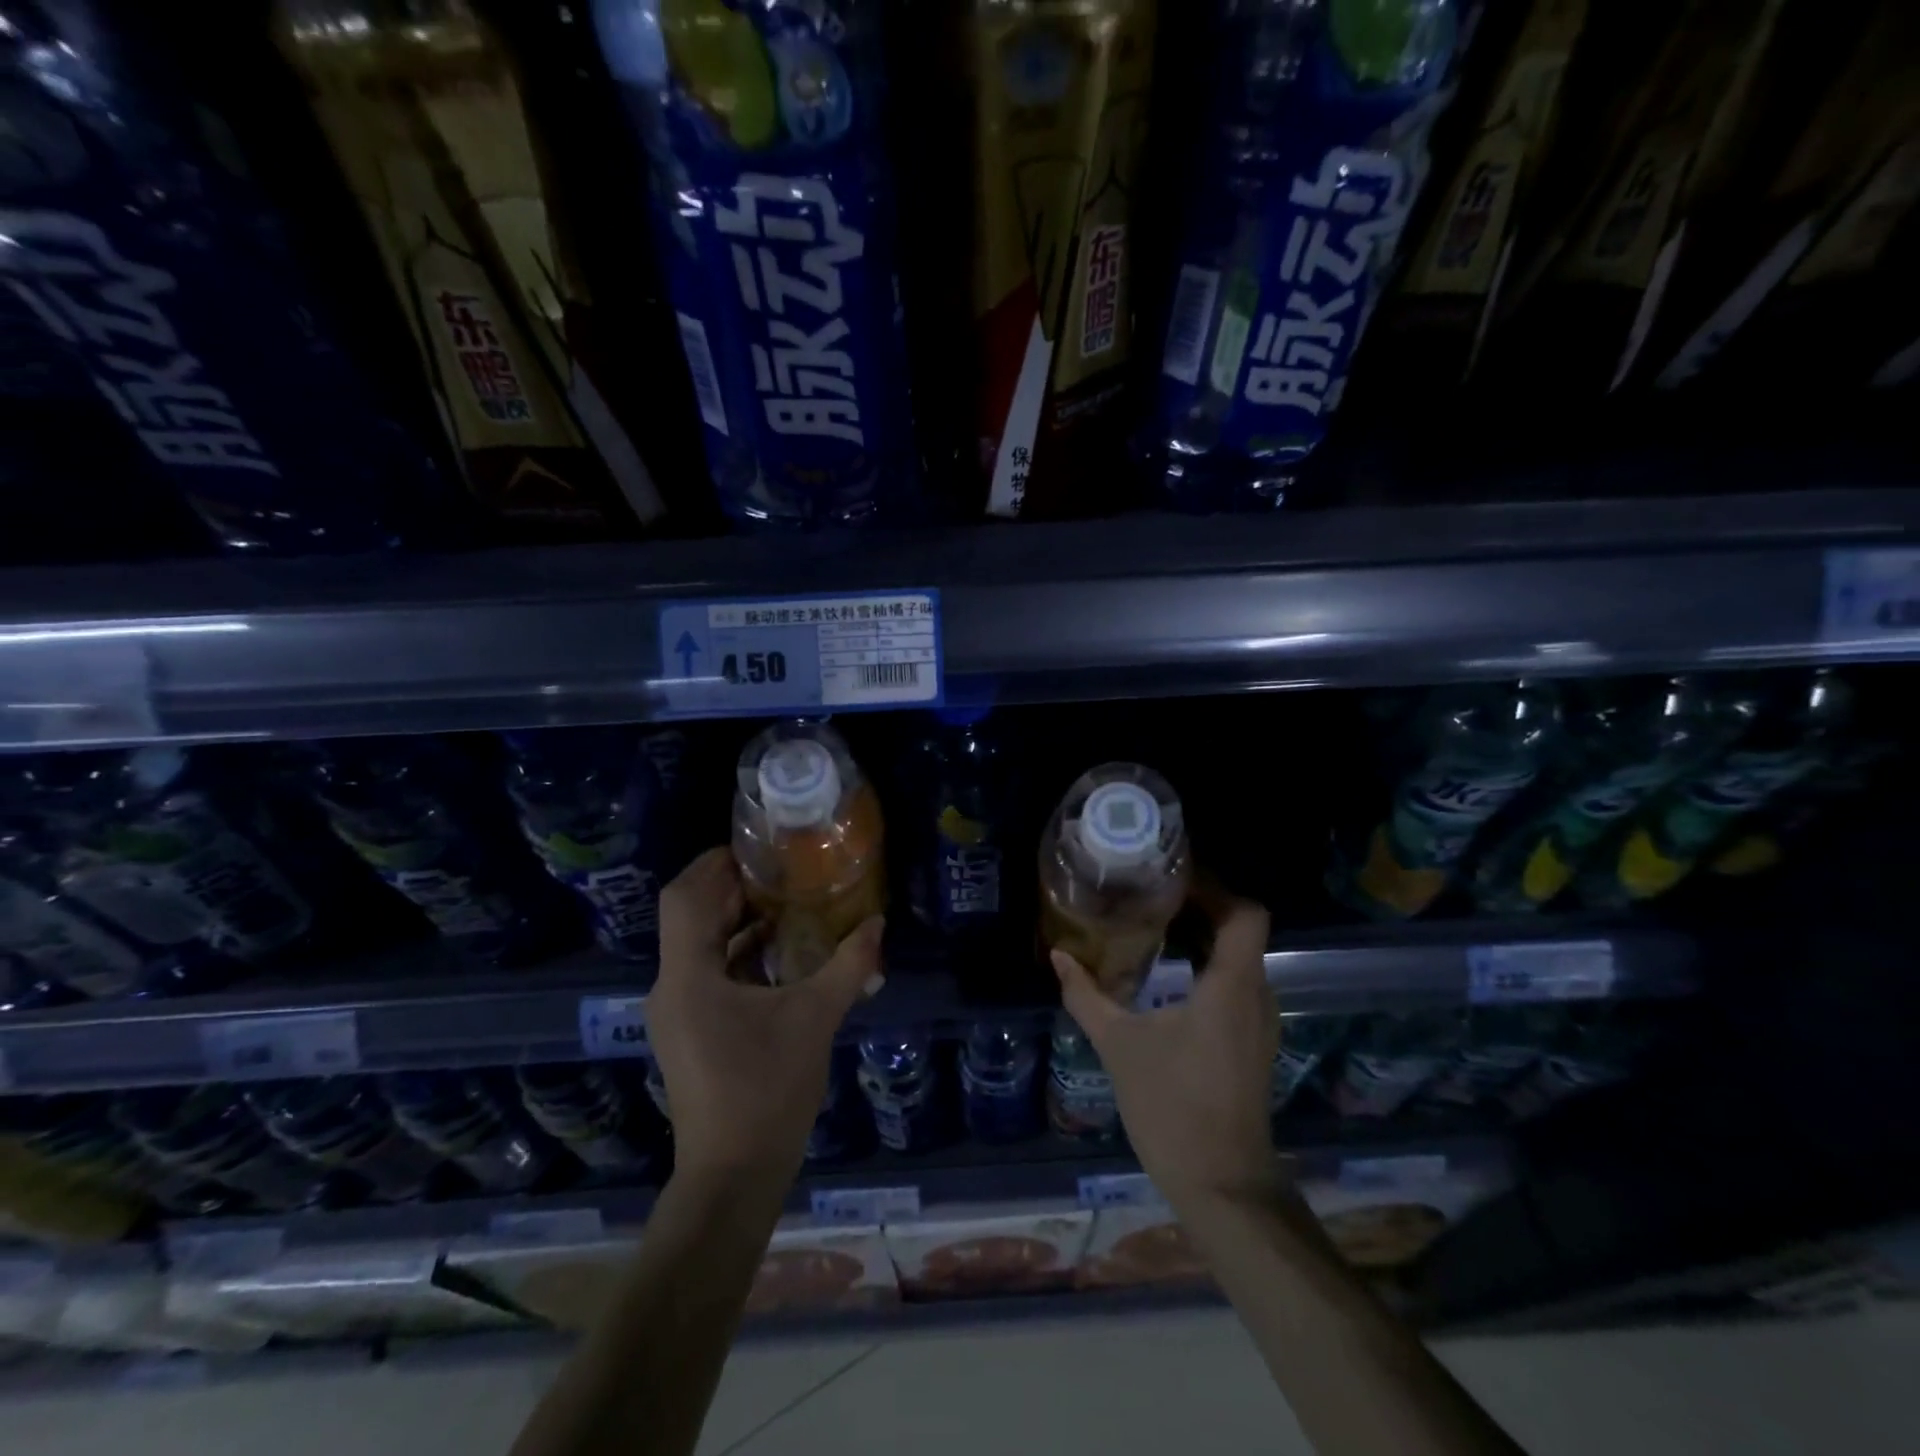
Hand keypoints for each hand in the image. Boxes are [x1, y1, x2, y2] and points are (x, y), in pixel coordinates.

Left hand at [649, 848, 883, 1189]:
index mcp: (688, 976)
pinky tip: (779, 954)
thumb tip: (878, 922)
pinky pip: (707, 973)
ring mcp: (677, 1012)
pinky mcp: (690, 1032)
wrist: (733, 1176)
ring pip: (699, 946)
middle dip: (731, 888)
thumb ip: (849, 965)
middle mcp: (671, 987)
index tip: (755, 848)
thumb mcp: (816, 1018)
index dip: (713, 864)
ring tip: (786, 902)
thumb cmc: (767, 1090)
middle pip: (690, 917)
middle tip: (781, 869)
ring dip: (736, 921)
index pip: (683, 897)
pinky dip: (737, 954)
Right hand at [1052, 884, 1280, 1207]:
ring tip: (1155, 926)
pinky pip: (1236, 984)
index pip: (1246, 914)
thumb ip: (1087, 995)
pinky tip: (1169, 976)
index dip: (1216, 888)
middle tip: (1152, 895)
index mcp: (1231, 986)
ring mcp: (1260, 1022)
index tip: (1173, 879)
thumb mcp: (1119, 1046)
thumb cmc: (1172, 1107)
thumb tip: (1059, 955)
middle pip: (1241, 930)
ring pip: (1240, 958)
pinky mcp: (1253, 1042)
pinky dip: (1208, 966)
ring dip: (1204, 937)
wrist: (1222, 1185)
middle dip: (1201, 907)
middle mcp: (1256, 995)